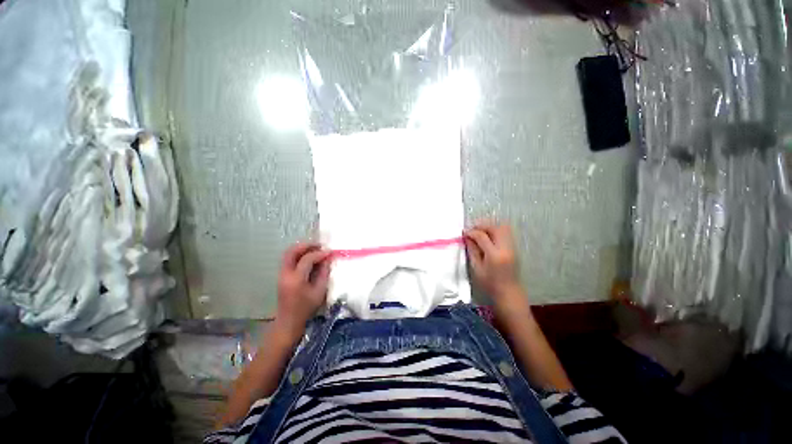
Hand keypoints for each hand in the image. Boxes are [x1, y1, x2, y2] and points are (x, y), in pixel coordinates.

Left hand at [275, 242, 331, 339]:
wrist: (289, 321)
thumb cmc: (306, 308)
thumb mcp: (320, 291)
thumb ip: (324, 273)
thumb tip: (327, 259)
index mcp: (296, 279)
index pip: (307, 259)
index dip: (319, 253)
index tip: (329, 252)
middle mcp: (286, 274)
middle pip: (292, 251)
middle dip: (306, 245)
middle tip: (319, 245)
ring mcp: (281, 274)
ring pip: (288, 253)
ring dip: (301, 248)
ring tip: (314, 249)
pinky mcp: (281, 275)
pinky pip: (288, 259)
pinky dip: (298, 254)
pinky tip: (308, 256)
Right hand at [464, 223, 523, 301]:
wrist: (509, 293)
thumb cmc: (490, 284)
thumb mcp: (477, 268)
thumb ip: (472, 250)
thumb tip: (467, 237)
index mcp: (495, 255)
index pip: (482, 236)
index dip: (472, 232)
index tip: (464, 232)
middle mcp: (506, 248)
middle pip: (495, 227)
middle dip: (482, 225)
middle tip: (472, 229)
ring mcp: (512, 247)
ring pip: (503, 227)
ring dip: (490, 226)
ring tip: (480, 231)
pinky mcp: (514, 248)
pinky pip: (506, 232)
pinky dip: (496, 230)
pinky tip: (488, 235)